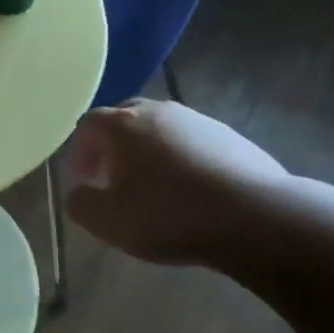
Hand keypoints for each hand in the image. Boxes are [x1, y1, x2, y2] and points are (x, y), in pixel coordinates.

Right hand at [65, 99, 287, 266]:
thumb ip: (80, 203)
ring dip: (148, 151)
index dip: (80, 153)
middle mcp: (157, 111)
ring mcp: (197, 120)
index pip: (88, 125)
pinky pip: (191, 142)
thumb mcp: (109, 221)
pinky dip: (181, 159)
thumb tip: (78, 192)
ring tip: (154, 187)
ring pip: (160, 129)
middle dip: (112, 146)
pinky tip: (191, 190)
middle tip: (113, 178)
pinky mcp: (229, 136)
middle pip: (124, 119)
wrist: (255, 216)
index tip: (84, 181)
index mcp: (123, 125)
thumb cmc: (170, 215)